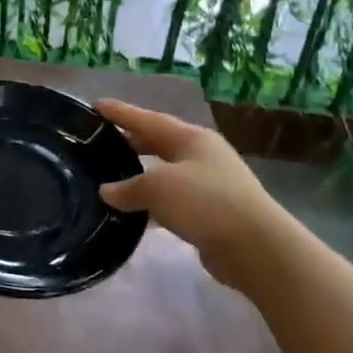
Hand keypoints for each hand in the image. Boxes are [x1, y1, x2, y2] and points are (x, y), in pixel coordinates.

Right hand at [95, 100, 286, 288]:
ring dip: (142, 172)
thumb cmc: (204, 202)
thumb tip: (107, 191)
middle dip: (132, 140)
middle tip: (102, 140)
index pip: (148, 119)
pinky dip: (154, 200)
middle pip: (160, 142)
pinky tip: (137, 209)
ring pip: (167, 171)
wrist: (255, 247)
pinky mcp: (213, 211)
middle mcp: (203, 154)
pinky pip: (174, 198)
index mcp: (191, 138)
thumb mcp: (157, 188)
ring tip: (113, 175)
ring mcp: (211, 183)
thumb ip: (127, 187)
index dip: (121, 112)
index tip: (96, 105)